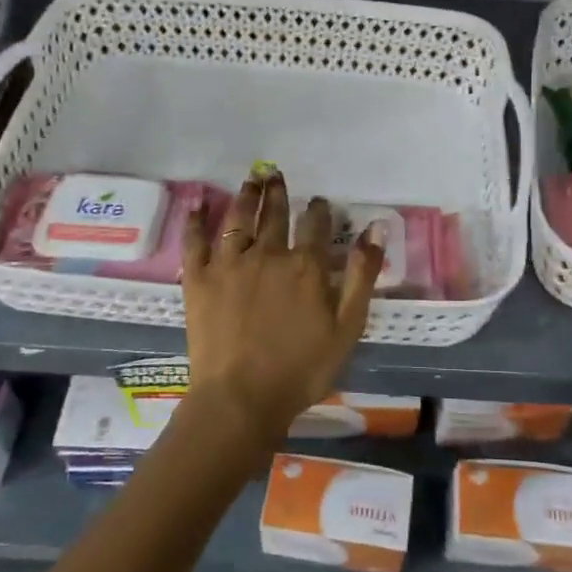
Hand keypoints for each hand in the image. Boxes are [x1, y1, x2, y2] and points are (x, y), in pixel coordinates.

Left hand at [182, 171, 384, 445]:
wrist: (242, 398)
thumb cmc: (302, 369)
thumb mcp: (347, 326)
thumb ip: (362, 275)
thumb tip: (376, 228)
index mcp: (305, 266)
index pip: (316, 225)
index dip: (319, 210)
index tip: (320, 201)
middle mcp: (267, 254)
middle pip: (274, 215)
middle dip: (278, 193)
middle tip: (275, 174)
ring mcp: (229, 264)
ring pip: (237, 219)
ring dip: (245, 196)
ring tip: (250, 180)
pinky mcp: (198, 279)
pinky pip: (195, 242)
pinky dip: (196, 222)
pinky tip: (197, 207)